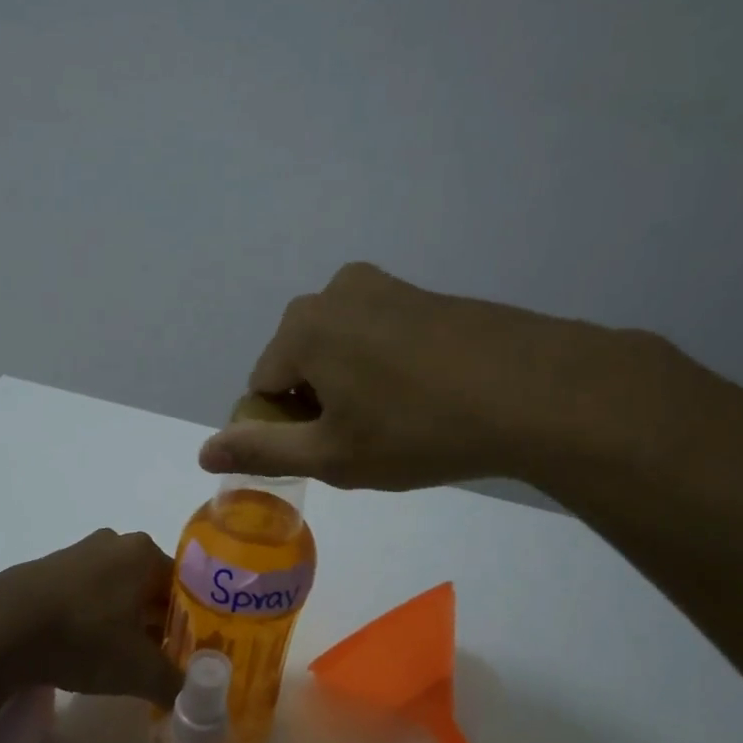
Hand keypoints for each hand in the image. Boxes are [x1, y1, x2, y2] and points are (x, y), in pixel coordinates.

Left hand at [0, 529, 181, 704]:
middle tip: (160, 662)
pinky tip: (84, 650)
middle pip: (150, 588)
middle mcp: (113, 543)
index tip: (189, 655)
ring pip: (116, 592)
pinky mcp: (45, 571)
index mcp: (143, 552)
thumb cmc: (83, 636)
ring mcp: (76, 554)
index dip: (192, 623)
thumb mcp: (139, 669)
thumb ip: (174, 683)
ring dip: (125, 623)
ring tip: (122, 662)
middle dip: (158, 624)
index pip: (185, 587)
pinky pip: (84, 595)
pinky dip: (92, 620)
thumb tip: (193, 699)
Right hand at [198, 263, 600, 490]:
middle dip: (318, 403)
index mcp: (302, 327)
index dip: (285, 428)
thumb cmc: (419, 430)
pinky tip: (425, 397)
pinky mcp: (426, 294)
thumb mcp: (333, 455)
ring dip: (352, 386)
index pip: (263, 386)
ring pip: (341, 348)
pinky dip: (385, 368)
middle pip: (300, 361)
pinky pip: (380, 336)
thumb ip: (262, 450)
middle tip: (364, 442)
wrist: (538, 393)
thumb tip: (204, 450)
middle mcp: (335, 292)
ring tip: (397, 423)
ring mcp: (386, 287)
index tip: (327, 454)